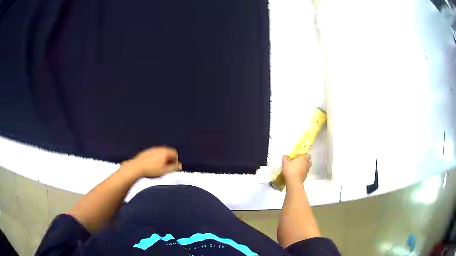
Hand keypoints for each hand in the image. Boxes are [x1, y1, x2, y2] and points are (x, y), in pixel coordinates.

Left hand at [125, 147, 181, 177]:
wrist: (136, 168)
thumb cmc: (152, 170)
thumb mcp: (165, 171)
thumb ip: (174, 168)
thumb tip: (180, 165)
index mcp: (165, 151)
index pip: (175, 153)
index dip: (176, 161)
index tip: (172, 169)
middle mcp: (158, 148)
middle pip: (167, 153)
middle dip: (169, 160)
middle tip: (166, 169)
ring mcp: (151, 150)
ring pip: (160, 154)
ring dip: (161, 160)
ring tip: (158, 169)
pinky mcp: (145, 153)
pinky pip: (153, 155)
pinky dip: (155, 160)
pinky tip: (151, 167)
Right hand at [282, 154, 311, 186]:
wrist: (293, 182)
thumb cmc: (290, 170)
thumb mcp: (285, 163)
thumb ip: (285, 158)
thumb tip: (285, 155)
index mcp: (303, 158)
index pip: (307, 155)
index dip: (305, 155)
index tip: (301, 156)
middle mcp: (306, 164)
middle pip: (309, 161)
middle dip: (306, 161)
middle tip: (301, 161)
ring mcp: (307, 171)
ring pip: (308, 167)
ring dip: (305, 167)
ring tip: (299, 168)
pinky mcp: (305, 177)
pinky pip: (305, 173)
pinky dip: (303, 172)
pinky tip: (298, 174)